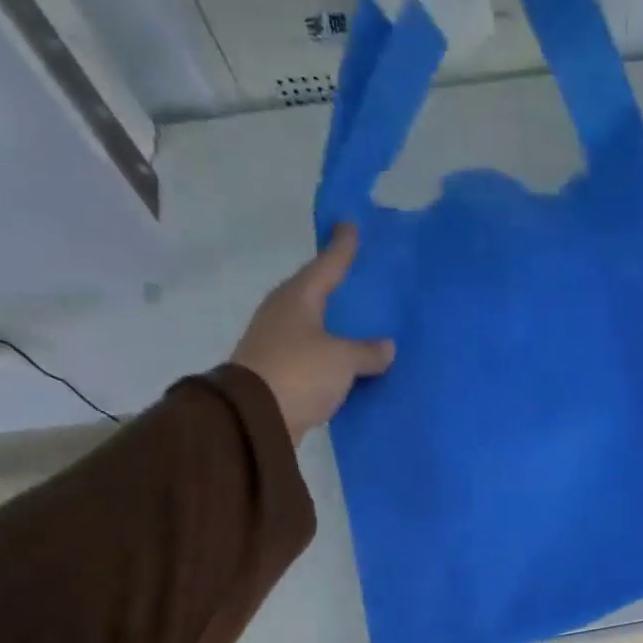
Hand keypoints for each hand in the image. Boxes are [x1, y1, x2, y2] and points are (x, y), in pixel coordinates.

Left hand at [230, 224, 394, 439]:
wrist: (255, 417)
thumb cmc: (299, 372)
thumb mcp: (342, 359)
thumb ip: (367, 351)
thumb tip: (386, 347)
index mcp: (298, 298)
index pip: (326, 265)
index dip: (342, 247)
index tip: (350, 225)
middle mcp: (284, 314)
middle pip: (317, 293)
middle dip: (338, 286)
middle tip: (361, 277)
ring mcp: (279, 343)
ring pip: (316, 326)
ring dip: (337, 325)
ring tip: (363, 323)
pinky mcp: (281, 372)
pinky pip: (316, 355)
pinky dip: (334, 355)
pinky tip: (352, 360)